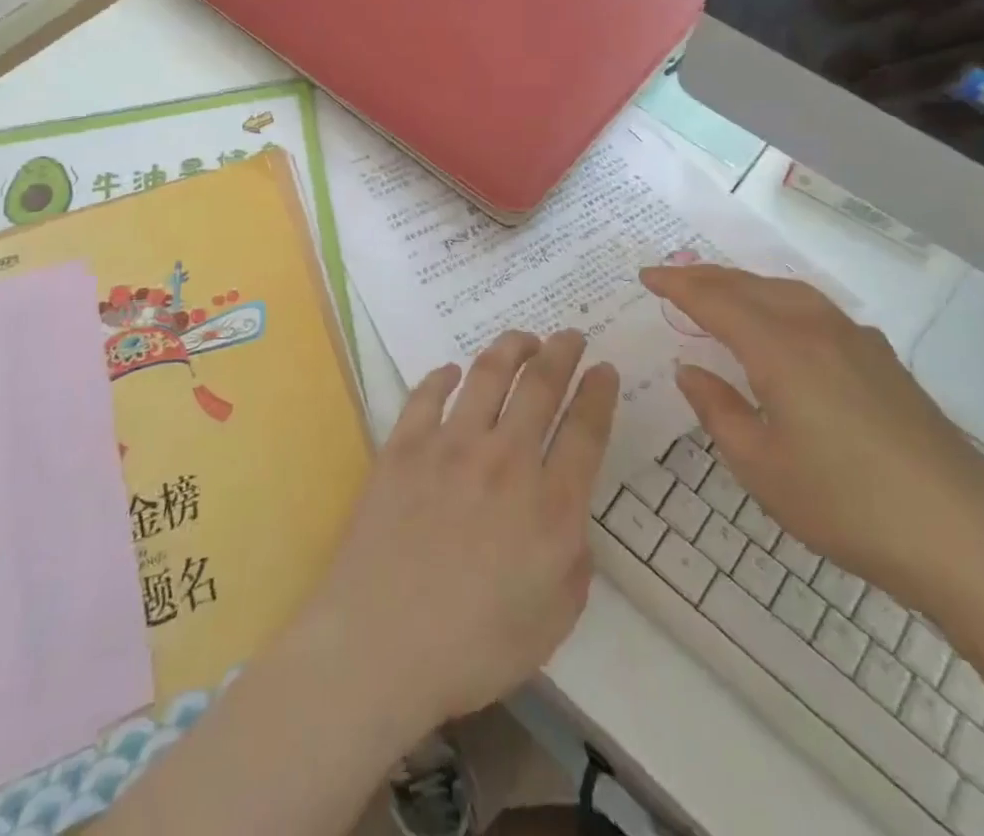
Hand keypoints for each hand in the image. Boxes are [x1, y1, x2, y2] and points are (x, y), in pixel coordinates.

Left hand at [294, 331, 618, 733]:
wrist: (379, 646)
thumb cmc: (473, 647)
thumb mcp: (554, 618)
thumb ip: (575, 558)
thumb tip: (567, 513)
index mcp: (549, 505)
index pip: (586, 429)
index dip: (599, 393)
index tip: (604, 369)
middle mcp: (505, 460)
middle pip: (541, 385)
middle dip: (563, 352)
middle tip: (570, 336)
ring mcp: (450, 446)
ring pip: (488, 374)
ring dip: (511, 348)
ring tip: (523, 339)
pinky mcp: (404, 446)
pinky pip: (427, 394)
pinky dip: (442, 377)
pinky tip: (451, 372)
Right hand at [644, 264, 983, 613]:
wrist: (969, 538)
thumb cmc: (847, 505)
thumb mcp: (761, 466)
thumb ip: (718, 409)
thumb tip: (689, 369)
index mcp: (780, 348)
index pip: (715, 300)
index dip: (676, 285)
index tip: (645, 276)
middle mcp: (817, 328)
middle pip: (751, 286)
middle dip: (707, 277)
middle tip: (673, 279)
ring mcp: (858, 341)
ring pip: (788, 292)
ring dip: (746, 286)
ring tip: (721, 293)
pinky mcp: (884, 362)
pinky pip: (817, 311)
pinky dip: (782, 303)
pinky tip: (785, 329)